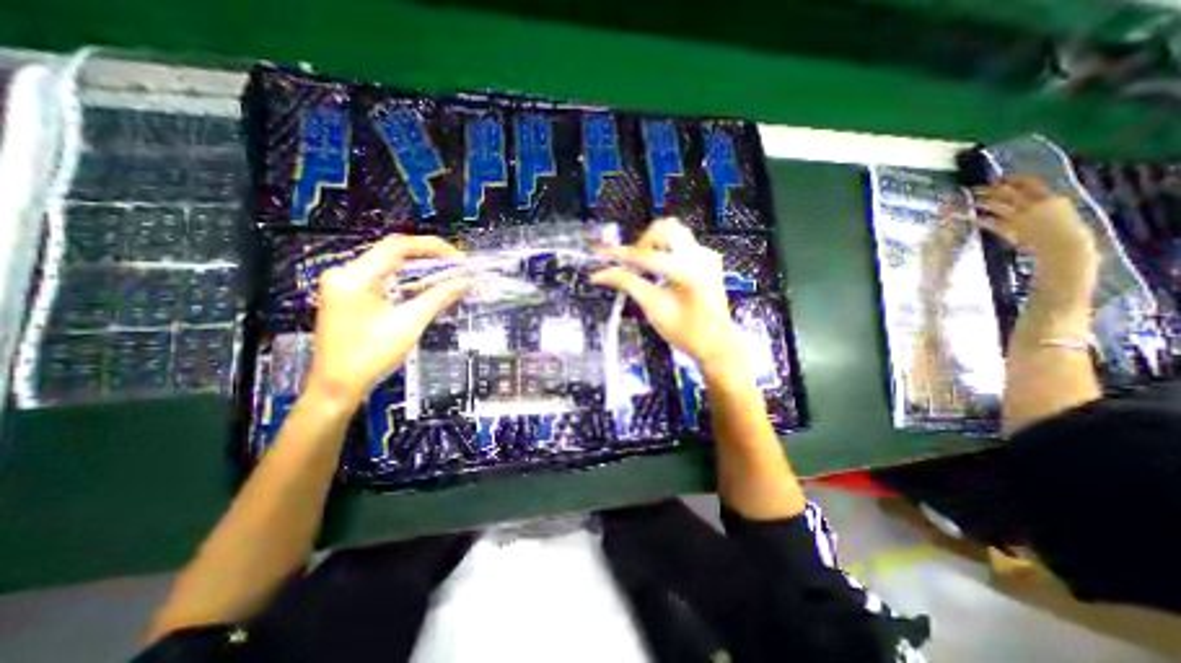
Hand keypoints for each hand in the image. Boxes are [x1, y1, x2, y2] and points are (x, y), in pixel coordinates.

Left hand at [302, 232, 470, 407]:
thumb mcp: (408, 325)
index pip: (397, 246)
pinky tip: (428, 288)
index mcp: (354, 277)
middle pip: (394, 254)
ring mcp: (347, 286)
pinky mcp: (352, 298)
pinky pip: (385, 281)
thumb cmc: (367, 358)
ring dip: (421, 271)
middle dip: (429, 259)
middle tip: (458, 267)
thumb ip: (437, 298)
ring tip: (449, 275)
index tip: (458, 258)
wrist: (336, 388)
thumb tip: (464, 282)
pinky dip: (409, 283)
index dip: (432, 247)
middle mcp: (346, 275)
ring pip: (391, 267)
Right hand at [590, 217, 734, 369]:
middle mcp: (700, 256)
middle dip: (643, 243)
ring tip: (646, 267)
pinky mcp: (706, 259)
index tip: (599, 254)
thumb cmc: (687, 333)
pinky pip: (681, 242)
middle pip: (664, 228)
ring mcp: (706, 255)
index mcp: (688, 271)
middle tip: (633, 266)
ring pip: (674, 231)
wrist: (717, 343)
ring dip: (654, 244)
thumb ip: (628, 285)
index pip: (645, 256)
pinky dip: (665, 250)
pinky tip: (661, 271)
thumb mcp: (655, 309)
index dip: (618, 255)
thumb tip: (600, 274)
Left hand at [980, 178, 1098, 268]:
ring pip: (994, 204)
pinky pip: (987, 221)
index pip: (1029, 183)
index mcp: (1050, 198)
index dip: (1013, 180)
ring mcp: (1019, 216)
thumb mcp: (1060, 210)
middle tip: (975, 189)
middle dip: (989, 189)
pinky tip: (968, 217)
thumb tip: (1031, 197)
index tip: (1001, 179)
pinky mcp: (1007, 228)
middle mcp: (1033, 204)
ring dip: (980, 201)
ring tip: (971, 201)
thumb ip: (1045, 202)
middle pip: (1007, 191)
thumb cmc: (1064, 230)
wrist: (1062, 245)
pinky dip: (976, 218)